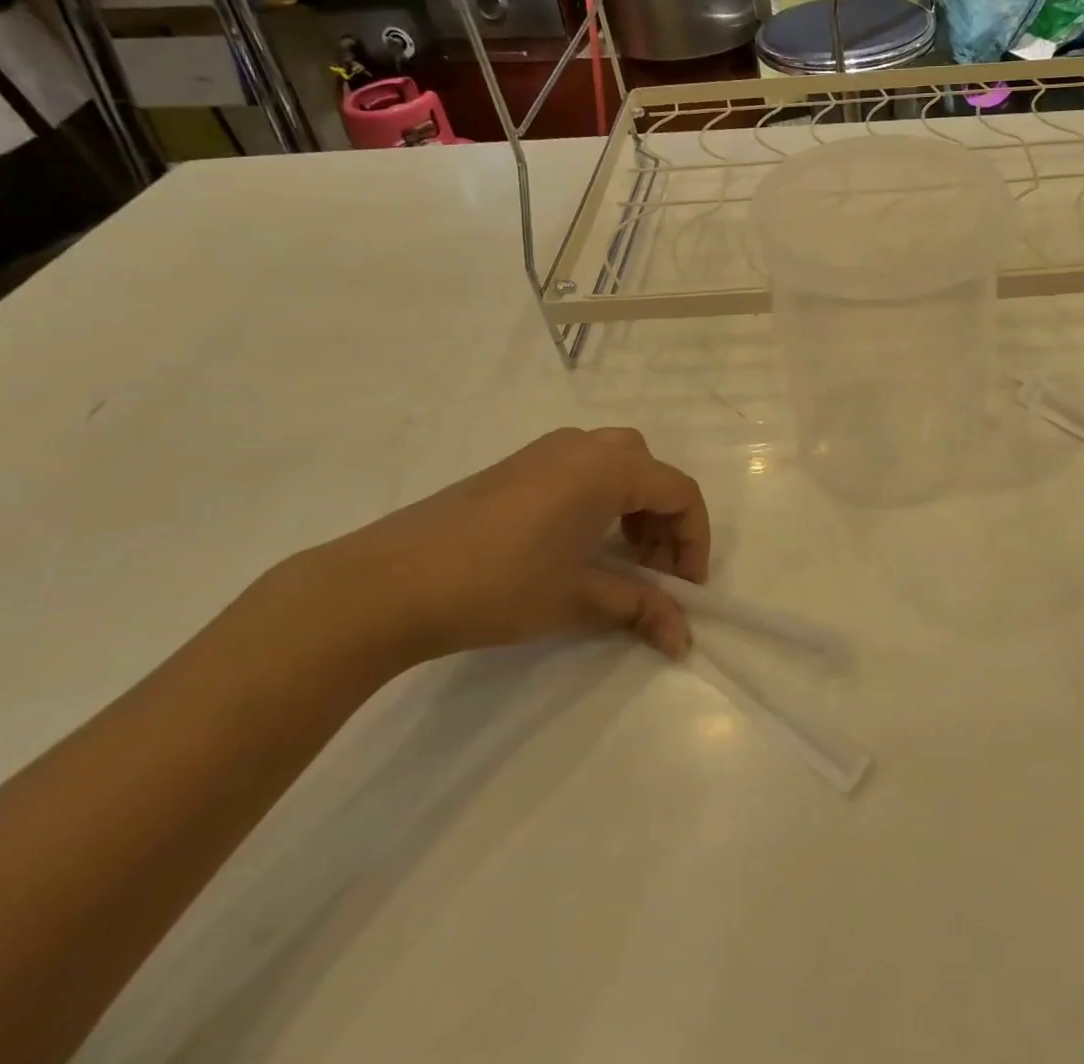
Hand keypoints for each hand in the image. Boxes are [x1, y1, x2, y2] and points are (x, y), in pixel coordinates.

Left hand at [287, 427, 710, 665]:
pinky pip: (581, 468)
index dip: (694, 540)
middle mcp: (582, 446)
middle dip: (664, 520)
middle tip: (654, 570)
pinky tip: (577, 544)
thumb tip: (684, 638)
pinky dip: (600, 499)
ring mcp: (545, 451)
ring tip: (620, 559)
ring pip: (616, 464)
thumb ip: (641, 609)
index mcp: (607, 469)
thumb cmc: (498, 585)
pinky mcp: (516, 466)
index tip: (687, 588)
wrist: (389, 583)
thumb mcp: (579, 599)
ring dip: (634, 507)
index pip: (679, 492)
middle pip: (650, 471)